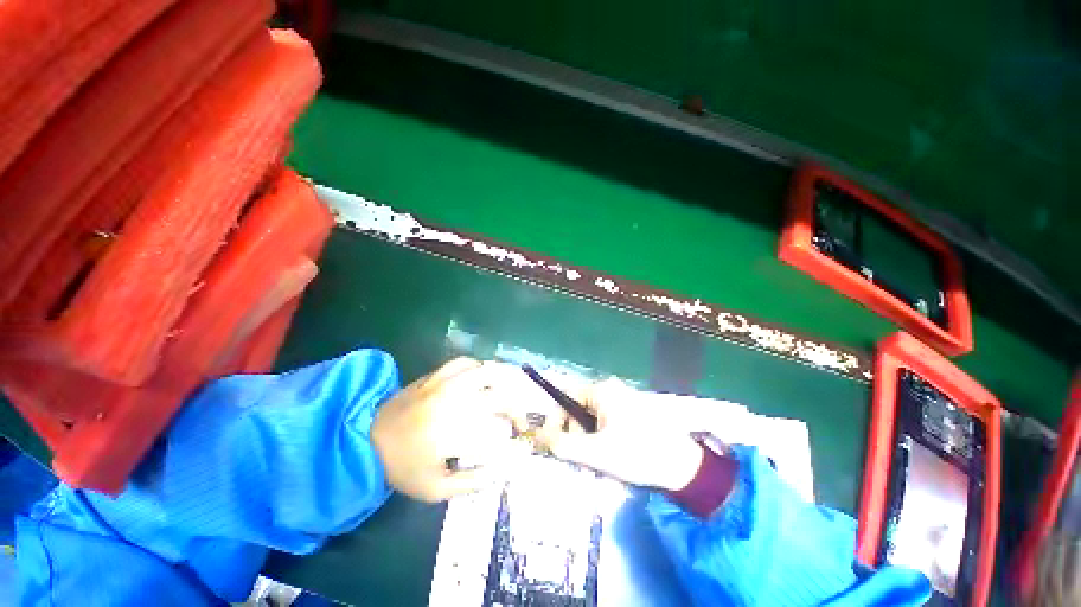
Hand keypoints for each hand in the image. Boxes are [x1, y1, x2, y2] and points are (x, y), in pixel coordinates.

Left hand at [371, 357, 553, 501]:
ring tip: (511, 393)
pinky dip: (480, 367)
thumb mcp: (435, 490)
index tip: (523, 440)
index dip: (515, 436)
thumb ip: (472, 483)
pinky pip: (464, 362)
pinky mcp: (435, 375)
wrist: (366, 439)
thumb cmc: (402, 467)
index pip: (497, 430)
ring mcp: (443, 384)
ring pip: (485, 373)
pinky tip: (484, 376)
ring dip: (504, 382)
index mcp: (450, 434)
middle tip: (519, 418)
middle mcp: (451, 404)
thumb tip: (505, 471)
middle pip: (497, 396)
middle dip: (516, 407)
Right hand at [535, 378, 704, 490]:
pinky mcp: (632, 412)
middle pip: (578, 407)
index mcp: (602, 390)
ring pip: (591, 417)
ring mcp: (623, 399)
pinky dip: (600, 437)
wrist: (685, 468)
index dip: (555, 419)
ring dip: (587, 438)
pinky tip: (610, 455)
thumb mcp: (595, 453)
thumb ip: (562, 445)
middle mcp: (611, 389)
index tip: (552, 443)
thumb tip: (537, 436)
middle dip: (574, 433)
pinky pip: (605, 421)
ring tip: (598, 460)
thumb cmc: (638, 455)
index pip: (565, 396)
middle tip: (581, 458)